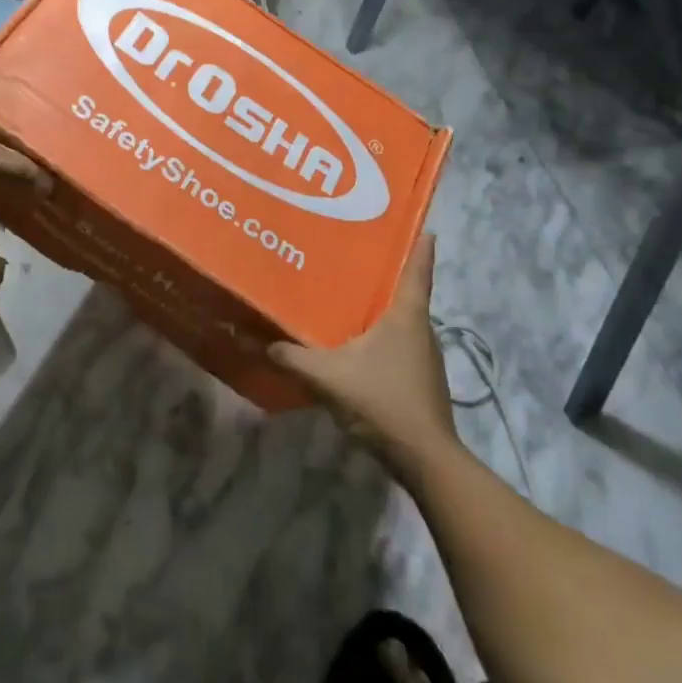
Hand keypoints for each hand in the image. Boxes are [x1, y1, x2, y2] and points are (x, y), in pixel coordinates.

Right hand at [270, 235, 457, 479]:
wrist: (425, 460)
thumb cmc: (382, 400)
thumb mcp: (328, 376)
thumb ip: (291, 358)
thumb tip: (256, 341)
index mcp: (406, 315)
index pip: (417, 268)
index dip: (419, 243)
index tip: (420, 222)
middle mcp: (421, 329)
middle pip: (407, 292)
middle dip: (386, 274)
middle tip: (357, 256)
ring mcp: (426, 357)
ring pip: (403, 321)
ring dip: (382, 309)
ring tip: (350, 297)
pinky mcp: (422, 380)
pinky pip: (400, 345)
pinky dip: (382, 337)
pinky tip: (358, 345)